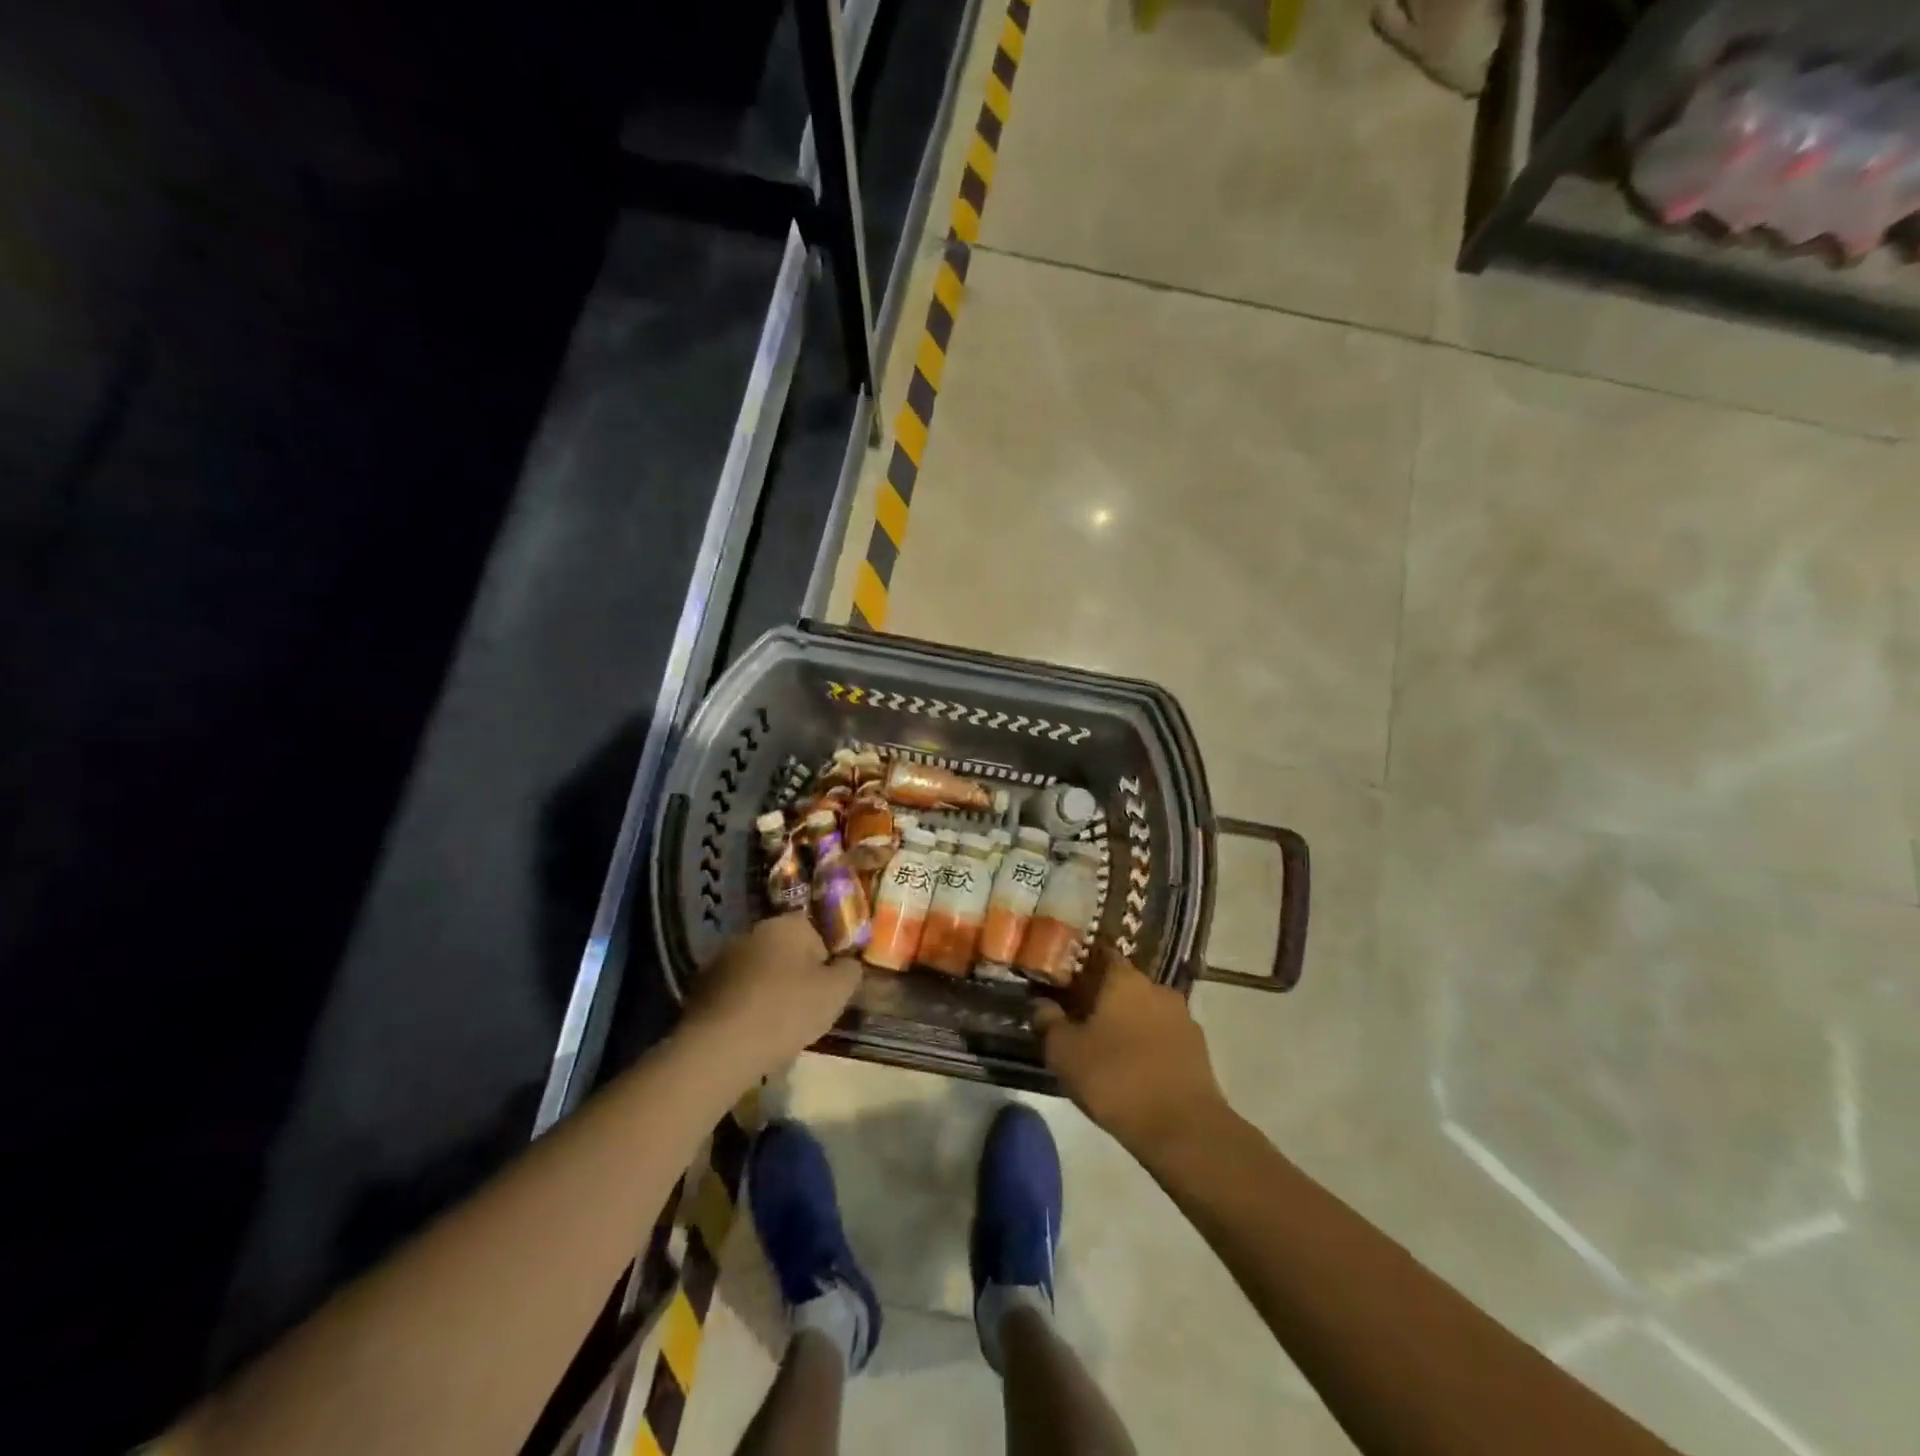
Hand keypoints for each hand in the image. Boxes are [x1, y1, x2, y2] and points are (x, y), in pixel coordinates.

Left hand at [684, 914, 862, 1078]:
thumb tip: (848, 963)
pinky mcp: (702, 985)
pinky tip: (749, 1032)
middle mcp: (754, 931)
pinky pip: (735, 991)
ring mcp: (723, 956)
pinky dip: (743, 1005)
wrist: (720, 1047)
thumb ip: (850, 971)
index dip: (825, 963)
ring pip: (758, 971)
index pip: (816, 934)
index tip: (825, 991)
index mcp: (788, 924)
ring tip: (775, 1026)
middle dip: (795, 975)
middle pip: (785, 951)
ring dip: (767, 990)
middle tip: (803, 1010)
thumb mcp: (836, 993)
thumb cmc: (786, 1011)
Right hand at [1033, 944, 1227, 1156]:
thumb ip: (1048, 1022)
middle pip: (1123, 983)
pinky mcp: (1198, 1048)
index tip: (1064, 985)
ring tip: (1106, 1049)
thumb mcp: (1065, 1053)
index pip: (1100, 955)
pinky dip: (1147, 1044)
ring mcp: (1182, 1017)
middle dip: (1102, 998)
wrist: (1184, 1129)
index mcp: (1124, 978)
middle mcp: (1156, 987)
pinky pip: (1163, 1035)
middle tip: (1080, 1020)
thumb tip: (1041, 1004)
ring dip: (1127, 1022)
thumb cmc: (1116, 1079)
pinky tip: (1133, 1068)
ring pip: (1145, 1010)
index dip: (1080, 967)